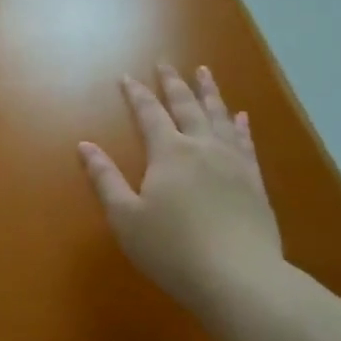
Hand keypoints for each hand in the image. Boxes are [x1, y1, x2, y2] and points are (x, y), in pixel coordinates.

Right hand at [79, 65, 281, 312]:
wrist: (239, 277)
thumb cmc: (172, 250)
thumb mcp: (126, 218)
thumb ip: (105, 179)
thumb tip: (85, 146)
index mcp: (169, 153)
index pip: (149, 114)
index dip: (136, 94)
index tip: (127, 76)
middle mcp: (202, 148)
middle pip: (186, 106)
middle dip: (173, 83)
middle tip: (166, 63)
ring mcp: (233, 163)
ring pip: (219, 117)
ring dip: (209, 93)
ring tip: (204, 72)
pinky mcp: (254, 181)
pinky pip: (245, 142)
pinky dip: (239, 125)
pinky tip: (240, 117)